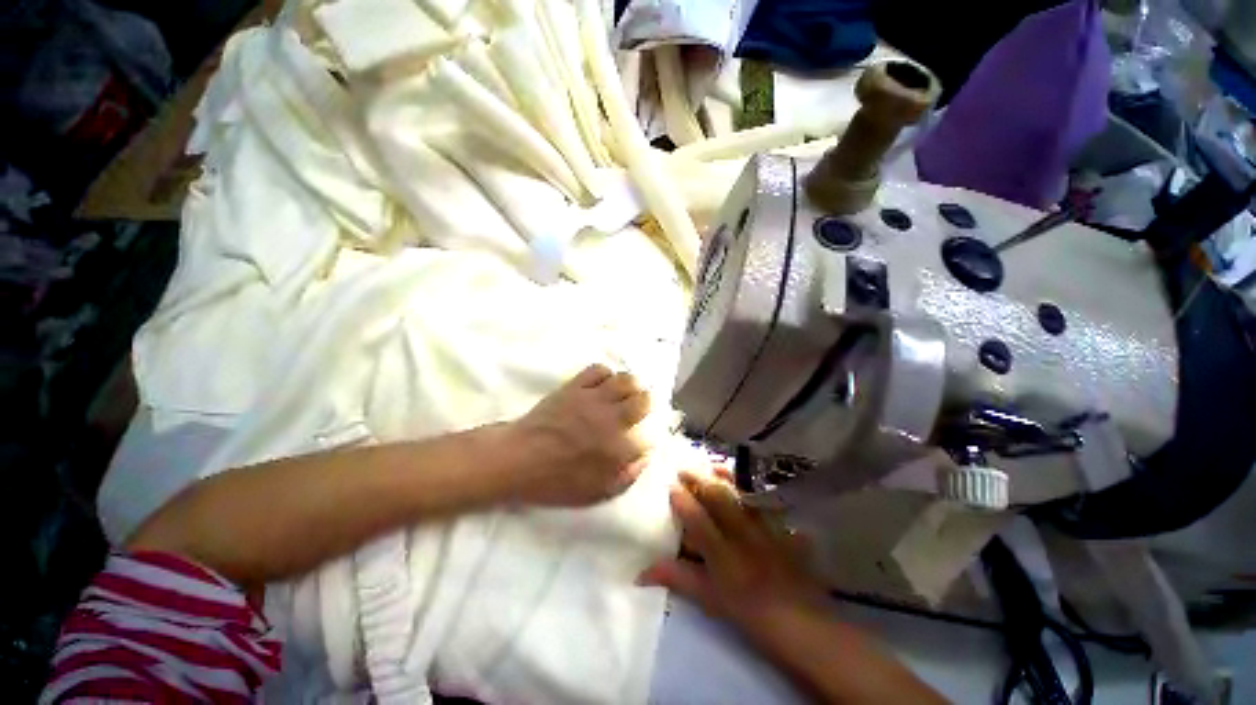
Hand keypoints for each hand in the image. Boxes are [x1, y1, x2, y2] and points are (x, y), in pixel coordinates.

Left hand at [506, 364, 651, 506]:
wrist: (518, 459)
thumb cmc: (556, 481)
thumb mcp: (596, 493)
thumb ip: (627, 476)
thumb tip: (645, 457)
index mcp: (618, 449)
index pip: (649, 435)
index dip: (649, 436)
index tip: (642, 437)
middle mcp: (612, 419)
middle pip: (645, 400)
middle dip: (647, 404)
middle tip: (639, 408)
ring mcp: (594, 399)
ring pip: (626, 380)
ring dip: (631, 386)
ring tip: (625, 392)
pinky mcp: (576, 386)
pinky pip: (599, 370)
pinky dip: (605, 374)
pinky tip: (601, 384)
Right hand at [638, 472, 826, 633]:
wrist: (803, 626)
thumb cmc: (750, 615)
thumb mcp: (710, 600)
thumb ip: (678, 580)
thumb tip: (641, 572)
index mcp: (723, 555)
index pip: (698, 520)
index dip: (683, 500)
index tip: (670, 485)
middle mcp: (743, 536)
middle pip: (720, 499)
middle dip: (700, 480)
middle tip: (685, 467)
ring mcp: (766, 530)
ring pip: (743, 495)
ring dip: (727, 478)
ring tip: (714, 465)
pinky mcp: (784, 530)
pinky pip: (769, 503)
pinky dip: (756, 491)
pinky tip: (749, 483)